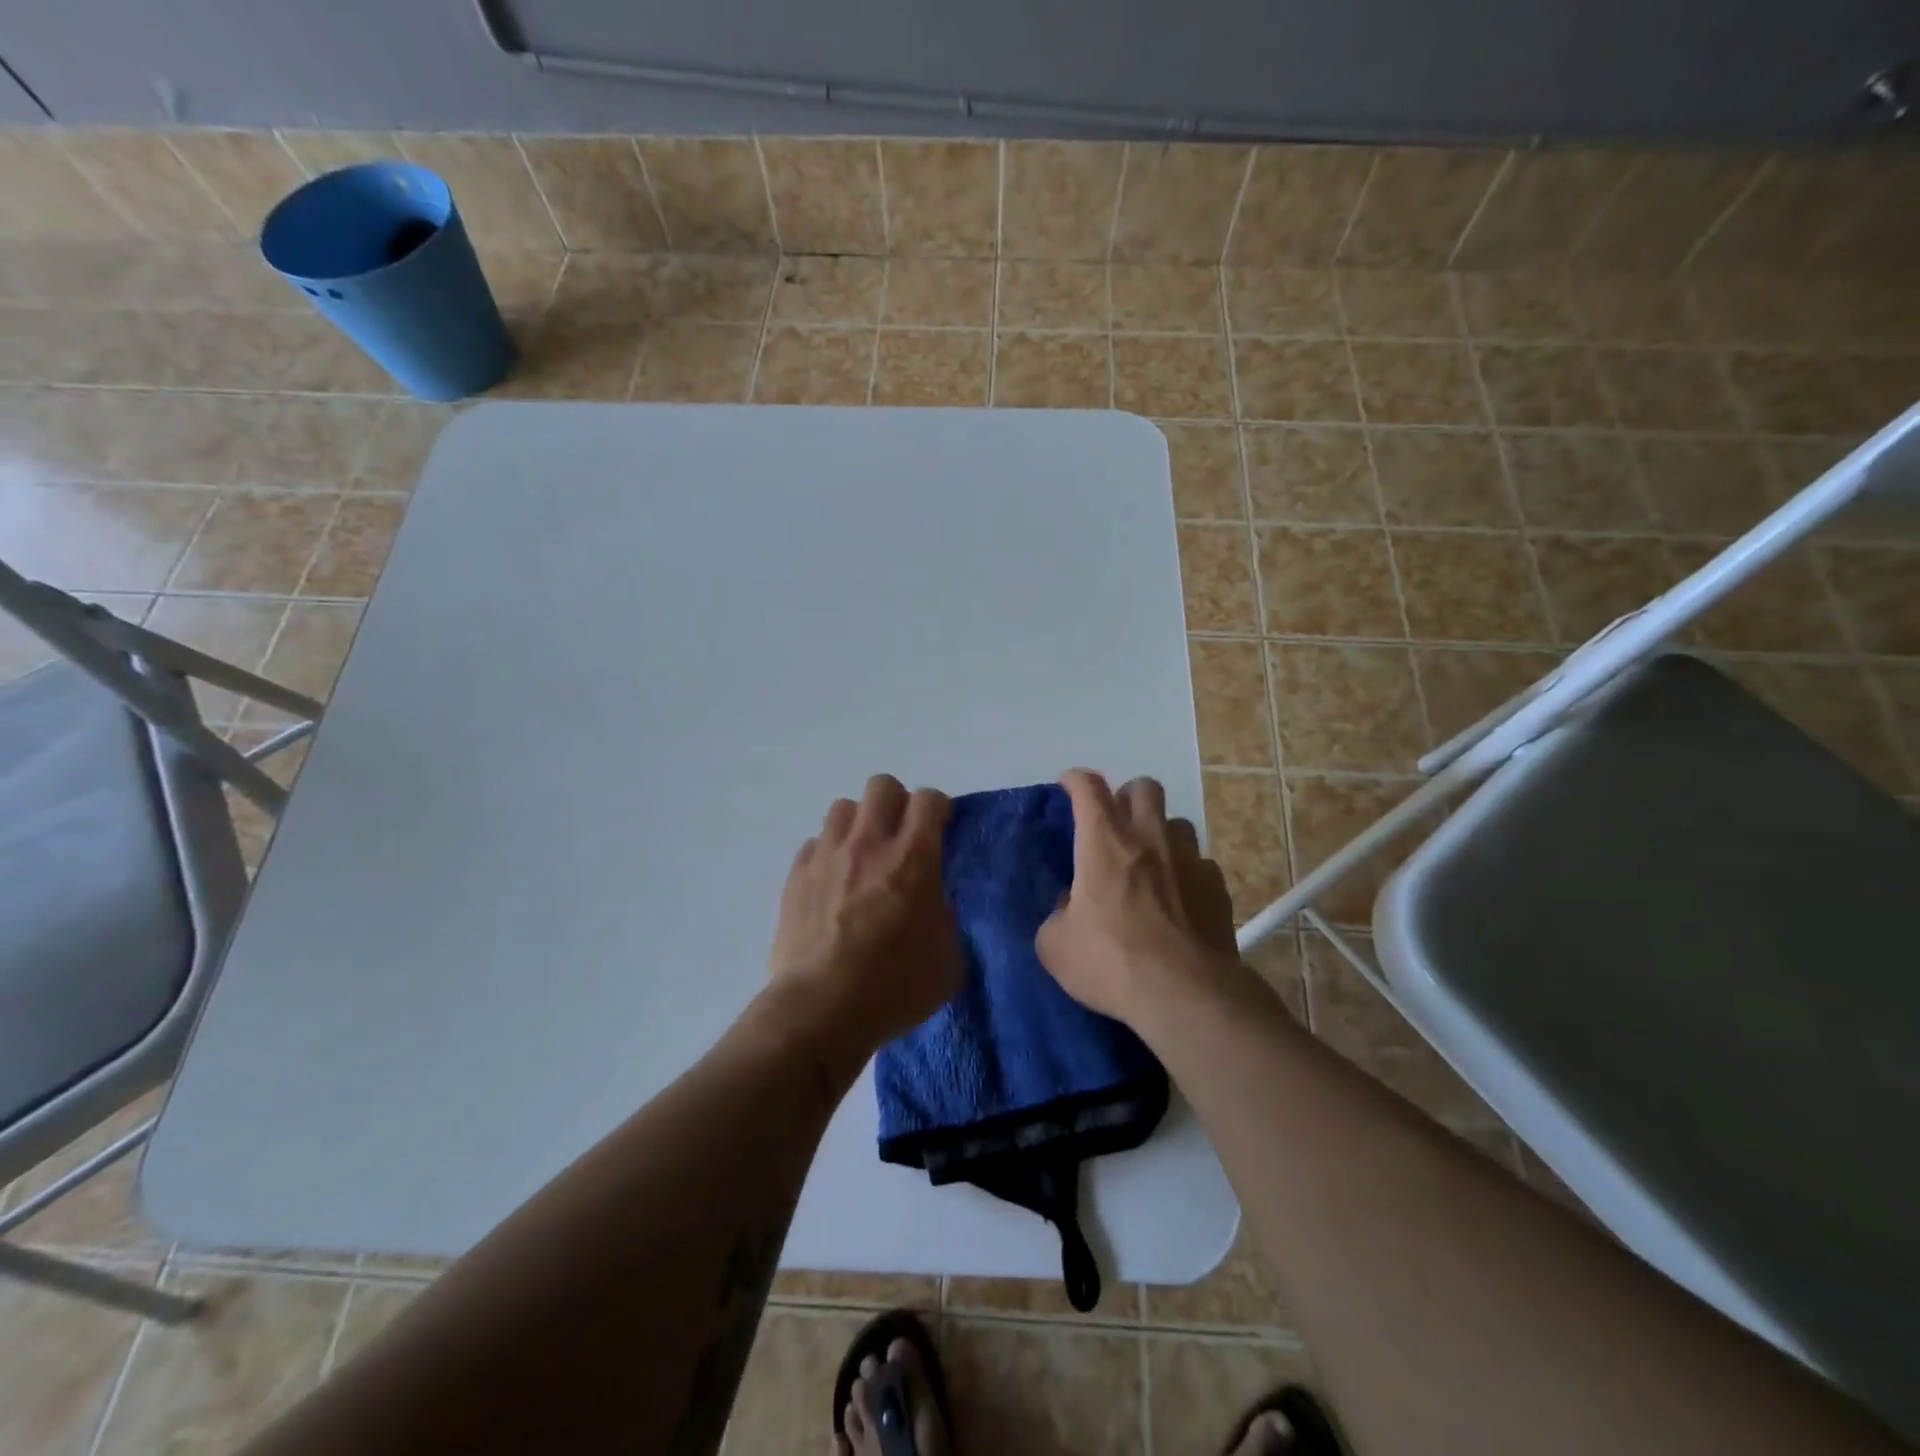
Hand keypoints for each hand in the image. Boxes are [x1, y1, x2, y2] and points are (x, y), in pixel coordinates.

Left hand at [768, 775, 963, 1050]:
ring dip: (859, 824)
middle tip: (901, 836)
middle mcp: (869, 843)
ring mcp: (827, 856)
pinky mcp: (796, 875)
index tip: (940, 827)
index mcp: (914, 858)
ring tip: (863, 856)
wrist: (820, 1010)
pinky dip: (828, 854)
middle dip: (897, 803)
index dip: (938, 808)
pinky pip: (815, 843)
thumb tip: (932, 903)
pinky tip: (832, 883)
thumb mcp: (948, 959)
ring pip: (843, 807)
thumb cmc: (894, 987)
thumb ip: (944, 917)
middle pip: (882, 786)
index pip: (928, 799)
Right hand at [1036, 770, 1237, 1024]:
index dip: (1075, 780)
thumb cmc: (1111, 962)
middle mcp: (1149, 838)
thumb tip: (1071, 906)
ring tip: (1150, 862)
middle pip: (1143, 788)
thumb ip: (1058, 915)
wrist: (1186, 995)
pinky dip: (1186, 872)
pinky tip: (1180, 899)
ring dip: (1160, 833)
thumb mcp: (1056, 945)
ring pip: (1177, 822)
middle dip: (1126, 796)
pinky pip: (1200, 863)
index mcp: (1104, 841)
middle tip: (1115, 824)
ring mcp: (1189, 859)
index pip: (1088, 787)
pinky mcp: (1217, 887)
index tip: (1068, 786)